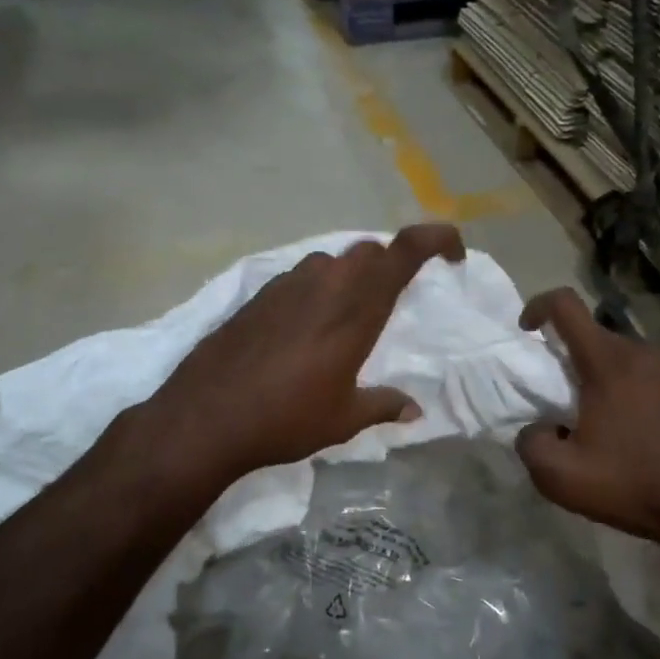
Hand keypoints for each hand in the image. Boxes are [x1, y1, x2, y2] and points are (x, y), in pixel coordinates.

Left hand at [156, 225, 466, 480]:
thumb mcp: (344, 419)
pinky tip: (307, 327)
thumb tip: (414, 409)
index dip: (436, 239)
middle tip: (397, 299)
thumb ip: (384, 406)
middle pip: (369, 251)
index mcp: (356, 309)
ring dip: (351, 277)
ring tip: (350, 317)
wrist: (206, 418)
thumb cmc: (285, 419)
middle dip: (392, 265)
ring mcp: (286, 286)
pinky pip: (301, 278)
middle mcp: (325, 285)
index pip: (404, 251)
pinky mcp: (258, 296)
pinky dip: (318, 290)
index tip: (453, 254)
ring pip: (332, 261)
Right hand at [515, 288, 659, 562]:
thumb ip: (531, 444)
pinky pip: (658, 383)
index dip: (539, 307)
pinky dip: (640, 398)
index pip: (566, 306)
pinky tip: (645, 439)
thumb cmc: (633, 485)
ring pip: (630, 362)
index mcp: (608, 363)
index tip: (528, 332)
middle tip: (566, 403)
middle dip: (572, 359)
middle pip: (597, 337)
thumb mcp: (561, 477)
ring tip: (607, 426)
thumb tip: (537, 430)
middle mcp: (646, 355)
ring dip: (609, 382)